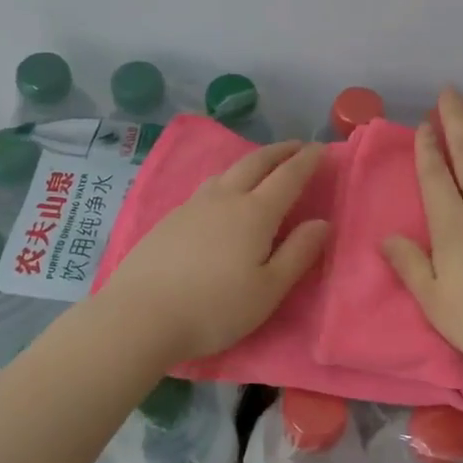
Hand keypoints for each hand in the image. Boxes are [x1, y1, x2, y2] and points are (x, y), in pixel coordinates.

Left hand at [96, 141, 330, 365]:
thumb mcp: (268, 290)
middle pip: (255, 163)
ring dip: (251, 161)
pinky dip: (226, 178)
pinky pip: (207, 186)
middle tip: (297, 146)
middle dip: (280, 152)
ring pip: (227, 171)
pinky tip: (222, 194)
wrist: (140, 316)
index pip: (288, 176)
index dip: (307, 160)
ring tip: (262, 165)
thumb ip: (298, 253)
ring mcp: (193, 206)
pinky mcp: (170, 219)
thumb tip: (322, 222)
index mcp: (254, 213)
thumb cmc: (214, 308)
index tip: (321, 148)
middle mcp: (224, 199)